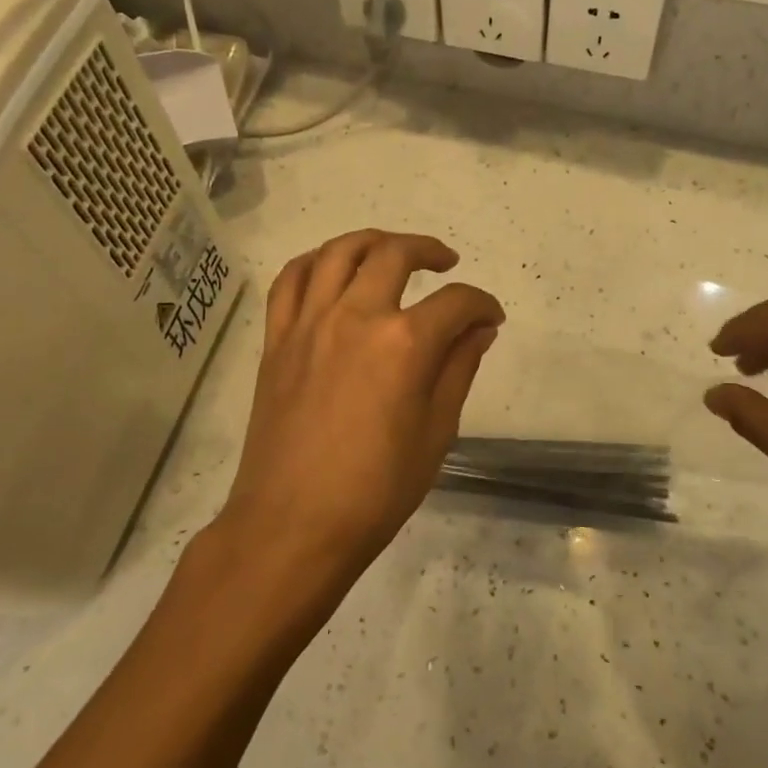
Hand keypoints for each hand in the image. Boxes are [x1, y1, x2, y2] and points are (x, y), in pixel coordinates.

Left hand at [212, 231, 503, 592]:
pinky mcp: (277, 340)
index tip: (490, 318)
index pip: (456, 302)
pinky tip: (331, 269)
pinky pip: (290, 280)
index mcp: (404, 344)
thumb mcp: (436, 432)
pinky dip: (314, 262)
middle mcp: (355, 317)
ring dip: (372, 241)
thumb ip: (459, 368)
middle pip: (394, 255)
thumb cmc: (376, 490)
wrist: (293, 526)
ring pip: (338, 252)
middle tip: (446, 263)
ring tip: (391, 251)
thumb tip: (481, 328)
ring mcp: (309, 324)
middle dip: (429, 250)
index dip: (482, 304)